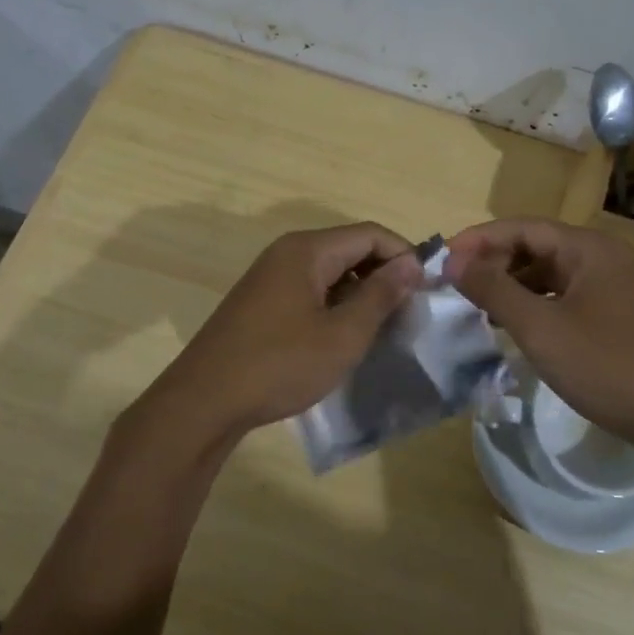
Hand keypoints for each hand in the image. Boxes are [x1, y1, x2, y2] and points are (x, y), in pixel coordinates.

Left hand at [139, 223, 422, 445]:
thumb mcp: (342, 334)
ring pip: (330, 271)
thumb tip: (411, 264)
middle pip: (349, 248)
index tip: (429, 288)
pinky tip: (344, 335)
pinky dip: (335, 303)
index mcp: (307, 250)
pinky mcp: (261, 301)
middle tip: (409, 310)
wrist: (205, 401)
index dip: (404, 255)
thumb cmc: (280, 365)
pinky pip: (309, 288)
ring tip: (382, 326)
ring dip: (360, 291)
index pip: (370, 234)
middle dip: (383, 273)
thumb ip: (380, 295)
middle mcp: (287, 253)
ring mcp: (270, 276)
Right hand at [445, 217, 633, 456]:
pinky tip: (516, 327)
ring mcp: (614, 285)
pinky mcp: (618, 313)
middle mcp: (603, 256)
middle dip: (493, 262)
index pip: (521, 227)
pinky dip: (535, 304)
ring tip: (479, 308)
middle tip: (456, 286)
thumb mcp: (540, 328)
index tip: (440, 260)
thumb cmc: (607, 367)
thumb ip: (493, 289)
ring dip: (512, 285)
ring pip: (549, 273)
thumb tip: (453, 260)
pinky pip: (565, 295)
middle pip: (536, 246)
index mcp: (588, 248)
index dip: (478, 239)